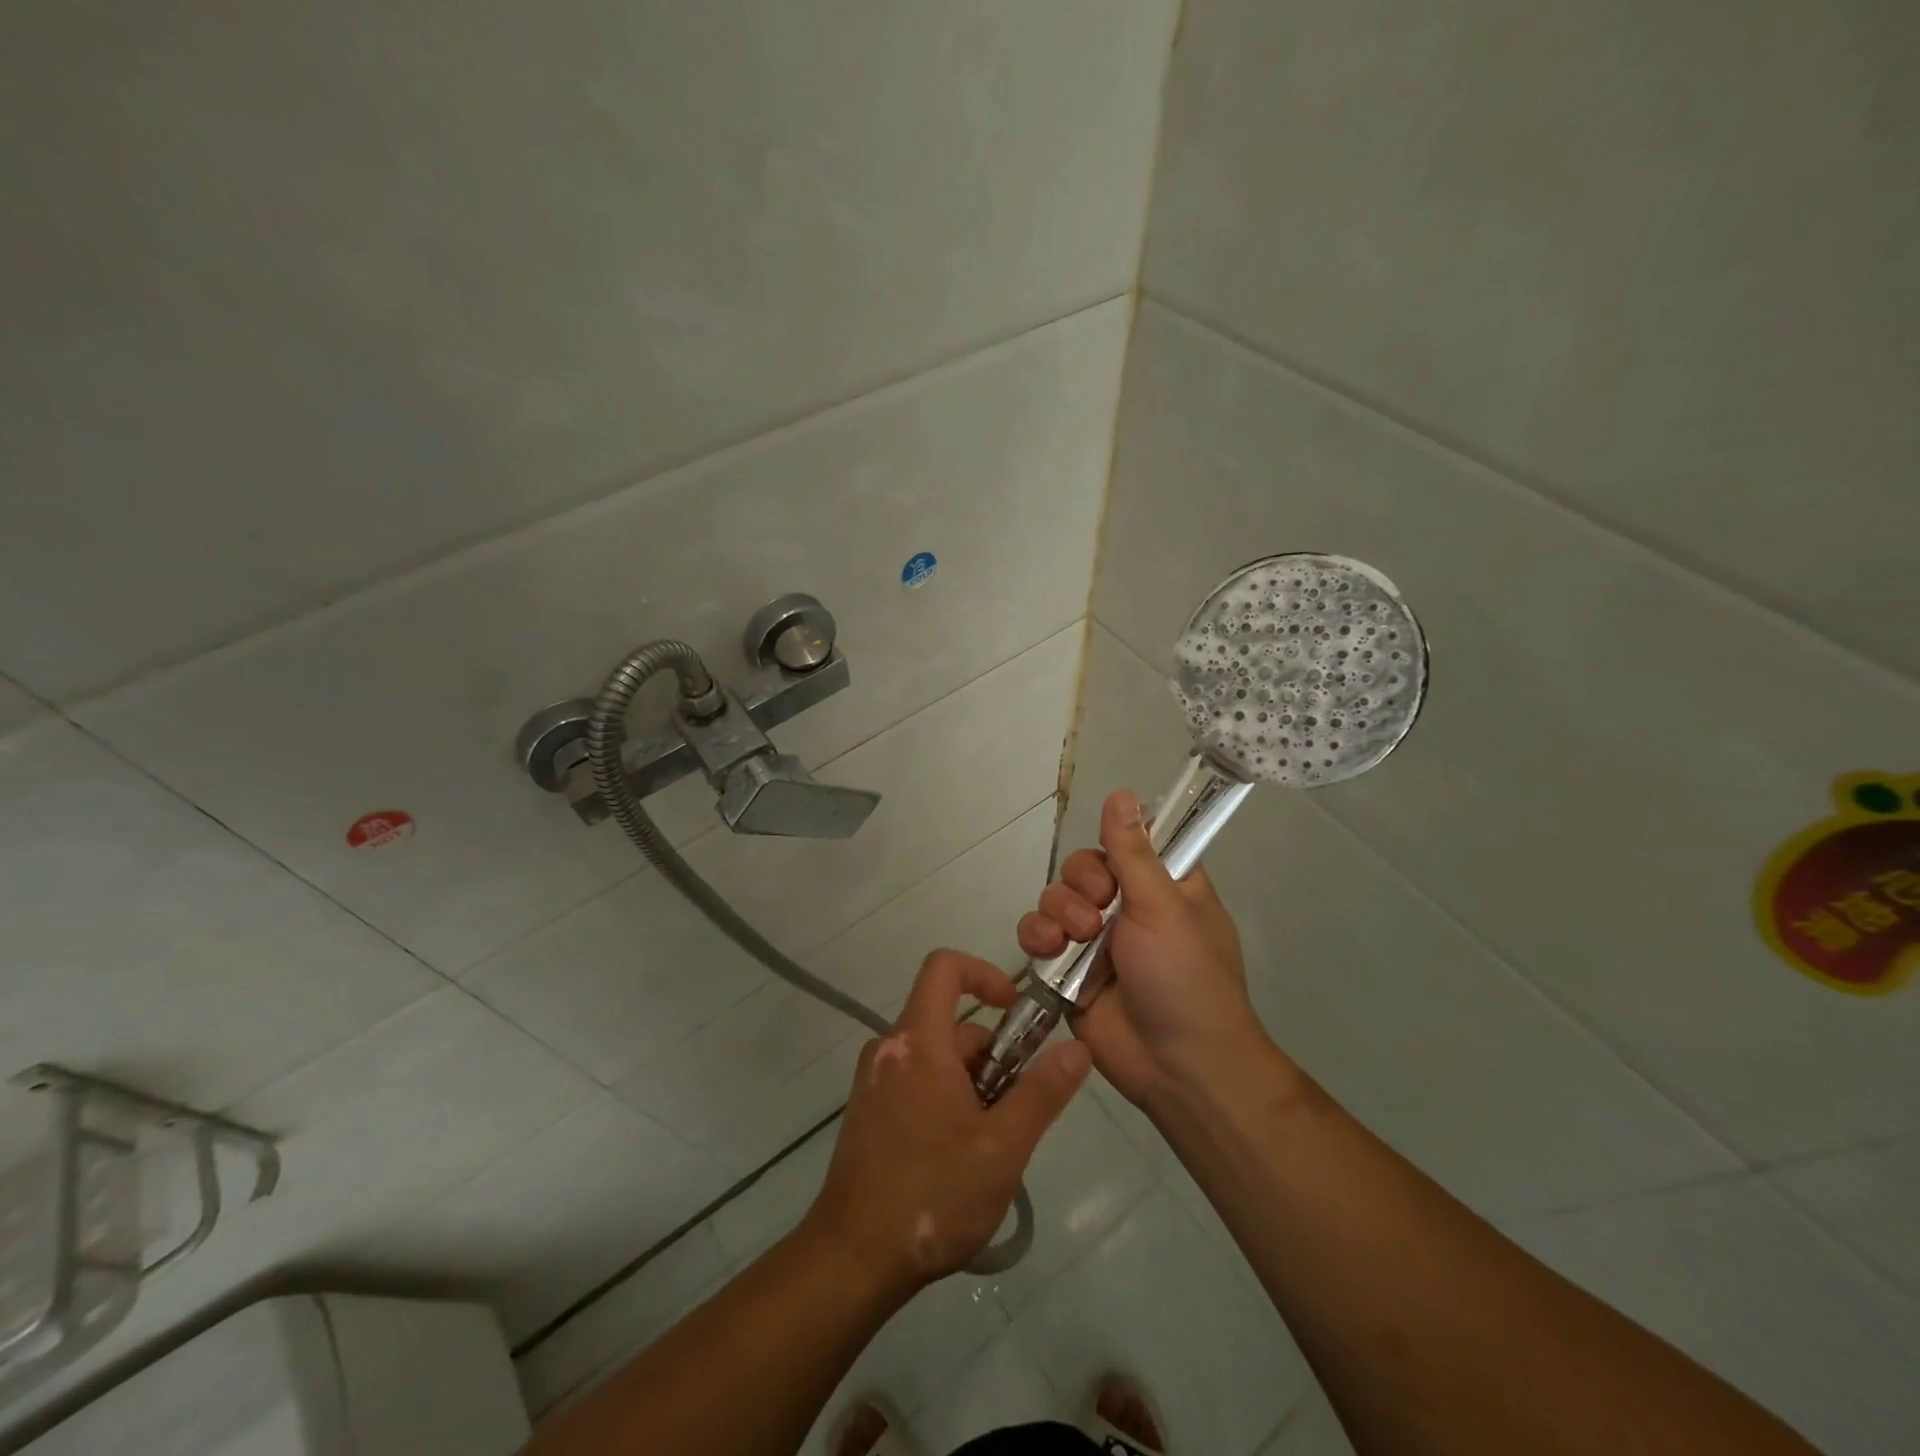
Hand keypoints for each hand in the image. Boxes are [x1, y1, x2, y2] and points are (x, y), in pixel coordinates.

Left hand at [805, 950, 1089, 1292]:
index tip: (1015, 1011)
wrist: (852, 1258)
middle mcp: (890, 1048)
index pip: (945, 967)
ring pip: (937, 1056)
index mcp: (918, 1041)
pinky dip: (946, 1097)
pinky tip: (959, 1154)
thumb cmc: (932, 1195)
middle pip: (950, 1023)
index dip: (984, 974)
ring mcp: (874, 1079)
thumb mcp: (1003, 1147)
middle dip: (992, 1055)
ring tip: (990, 1143)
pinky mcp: (868, 1109)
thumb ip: (1042, 1092)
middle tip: (1014, 1112)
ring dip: (972, 1083)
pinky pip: (916, 1079)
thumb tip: (1077, 1048)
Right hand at [1017, 789, 1274, 1111]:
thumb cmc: (1185, 978)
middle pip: (1083, 867)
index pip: (1129, 841)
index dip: (1114, 843)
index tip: (1114, 858)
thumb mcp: (1164, 907)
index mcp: (1164, 885)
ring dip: (1059, 912)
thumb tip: (1122, 792)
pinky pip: (1037, 935)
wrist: (1176, 1067)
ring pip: (1055, 897)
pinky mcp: (1066, 969)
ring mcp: (1095, 939)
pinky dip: (1036, 937)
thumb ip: (1133, 852)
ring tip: (1077, 939)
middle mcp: (1128, 906)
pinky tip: (1049, 950)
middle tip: (1100, 911)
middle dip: (1082, 884)